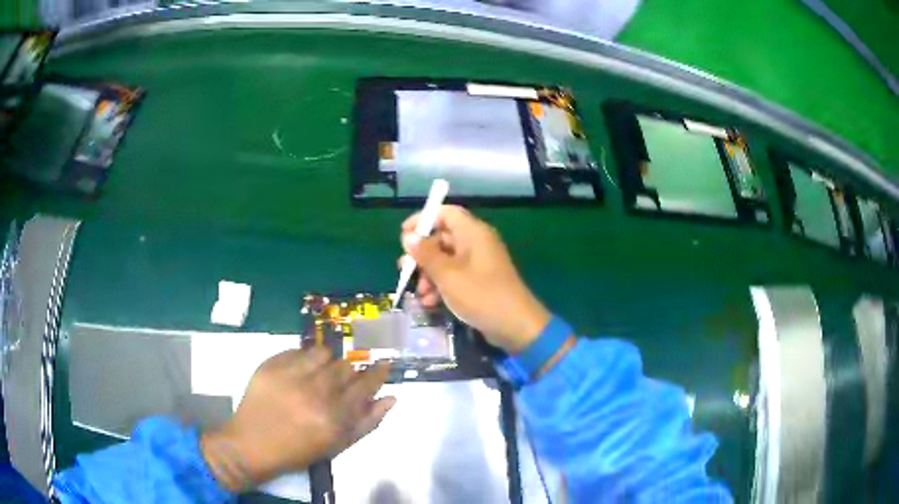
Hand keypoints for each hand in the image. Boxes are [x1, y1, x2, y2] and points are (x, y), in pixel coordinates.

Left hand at [200, 348, 394, 490]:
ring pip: (324, 353)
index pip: (366, 385)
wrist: (252, 444)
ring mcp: (291, 376)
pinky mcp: (271, 365)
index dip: (377, 373)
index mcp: (335, 417)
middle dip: (348, 372)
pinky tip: (299, 372)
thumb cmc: (299, 450)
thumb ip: (367, 422)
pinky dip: (304, 358)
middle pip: (345, 366)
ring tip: (318, 374)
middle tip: (340, 382)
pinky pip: (298, 350)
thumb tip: (391, 397)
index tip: (383, 364)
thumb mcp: (338, 445)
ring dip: (327, 362)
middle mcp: (316, 393)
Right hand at [401, 205, 549, 352]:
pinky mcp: (480, 281)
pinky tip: (431, 303)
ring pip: (446, 260)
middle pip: (443, 238)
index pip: (446, 213)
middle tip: (405, 270)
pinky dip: (441, 286)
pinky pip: (455, 276)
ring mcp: (479, 263)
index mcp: (473, 233)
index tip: (404, 235)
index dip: (424, 219)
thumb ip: (426, 254)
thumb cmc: (480, 295)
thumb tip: (408, 236)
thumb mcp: (447, 275)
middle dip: (422, 255)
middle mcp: (477, 243)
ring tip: (420, 294)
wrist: (515, 325)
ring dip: (429, 275)